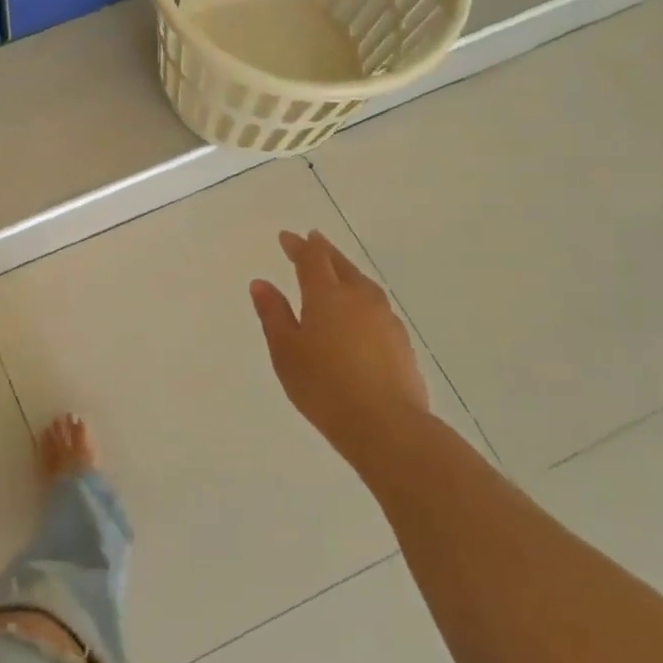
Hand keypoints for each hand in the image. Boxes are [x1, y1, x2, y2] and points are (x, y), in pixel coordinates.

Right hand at [250, 230, 432, 455]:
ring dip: (347, 272)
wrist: (386, 425)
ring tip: (337, 272)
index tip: (287, 237)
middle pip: (341, 265)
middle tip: (313, 241)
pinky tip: (359, 313)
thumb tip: (261, 283)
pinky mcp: (401, 341)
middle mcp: (359, 298)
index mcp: (326, 295)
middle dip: (325, 251)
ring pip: (363, 284)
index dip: (298, 245)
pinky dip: (362, 298)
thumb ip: (273, 314)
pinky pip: (376, 306)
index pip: (312, 259)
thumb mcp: (286, 351)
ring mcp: (385, 319)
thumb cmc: (323, 386)